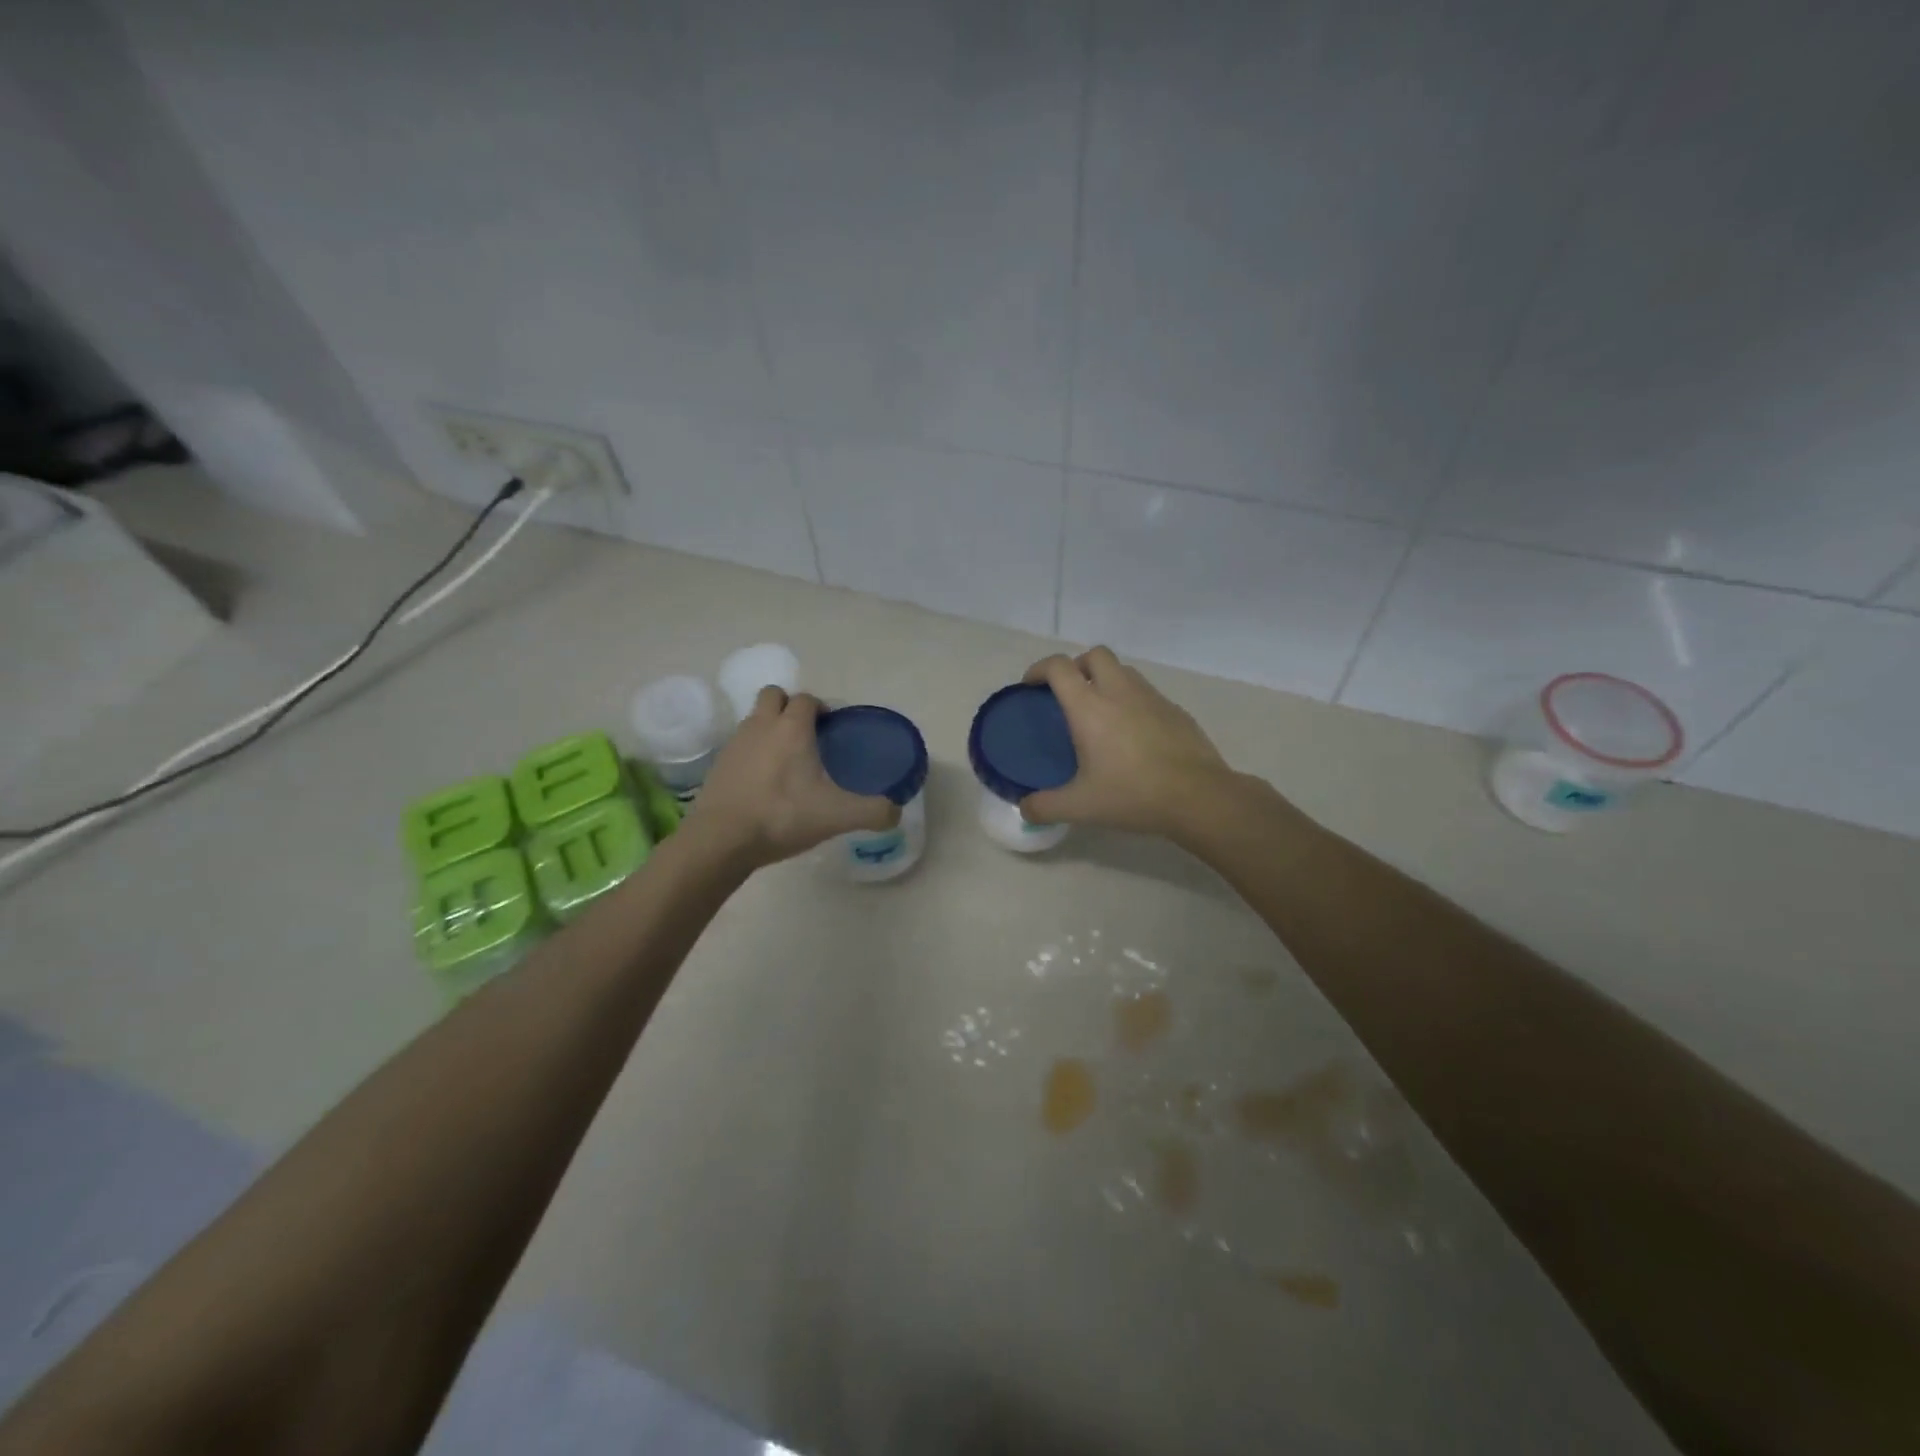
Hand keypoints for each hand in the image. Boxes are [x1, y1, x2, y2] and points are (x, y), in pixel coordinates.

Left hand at [688, 687, 898, 869]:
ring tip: (786, 760)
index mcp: (792, 728)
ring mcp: (735, 743)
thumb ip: (873, 811)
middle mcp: (762, 725)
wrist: (722, 840)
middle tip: (806, 736)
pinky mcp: (718, 764)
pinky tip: (763, 781)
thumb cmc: (783, 816)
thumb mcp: (838, 816)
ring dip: (769, 728)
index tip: (831, 729)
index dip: (821, 708)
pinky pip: (740, 745)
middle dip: (789, 707)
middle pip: (774, 696)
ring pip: (754, 719)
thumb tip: (895, 812)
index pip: (807, 699)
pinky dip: (752, 753)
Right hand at [1020, 647, 1234, 839]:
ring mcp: (1152, 698)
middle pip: (1095, 654)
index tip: (1031, 685)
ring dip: (1107, 680)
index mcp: (1090, 708)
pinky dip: (1133, 701)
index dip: (1039, 669)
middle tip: (1069, 694)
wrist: (1198, 797)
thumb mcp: (1080, 807)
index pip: (1059, 667)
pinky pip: (1147, 694)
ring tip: (1101, 713)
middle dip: (1077, 665)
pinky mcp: (1176, 711)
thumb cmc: (1132, 795)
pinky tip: (1134, 734)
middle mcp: (1120, 692)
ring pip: (1124, 671)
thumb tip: (1025, 810)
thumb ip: (1045, 807)